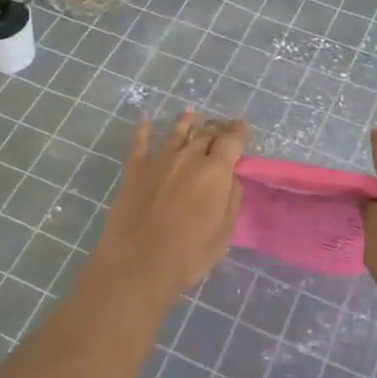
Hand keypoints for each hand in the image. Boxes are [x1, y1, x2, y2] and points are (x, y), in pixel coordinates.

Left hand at [84, 110, 246, 306]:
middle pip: (205, 134)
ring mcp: (159, 161)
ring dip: (185, 122)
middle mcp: (188, 158)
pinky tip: (144, 121)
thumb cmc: (188, 254)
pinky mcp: (134, 170)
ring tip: (190, 115)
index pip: (231, 141)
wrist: (138, 263)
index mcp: (215, 172)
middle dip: (216, 127)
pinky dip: (143, 131)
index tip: (241, 127)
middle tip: (220, 126)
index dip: (238, 132)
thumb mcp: (224, 232)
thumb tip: (230, 177)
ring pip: (175, 133)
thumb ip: (231, 199)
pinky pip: (139, 144)